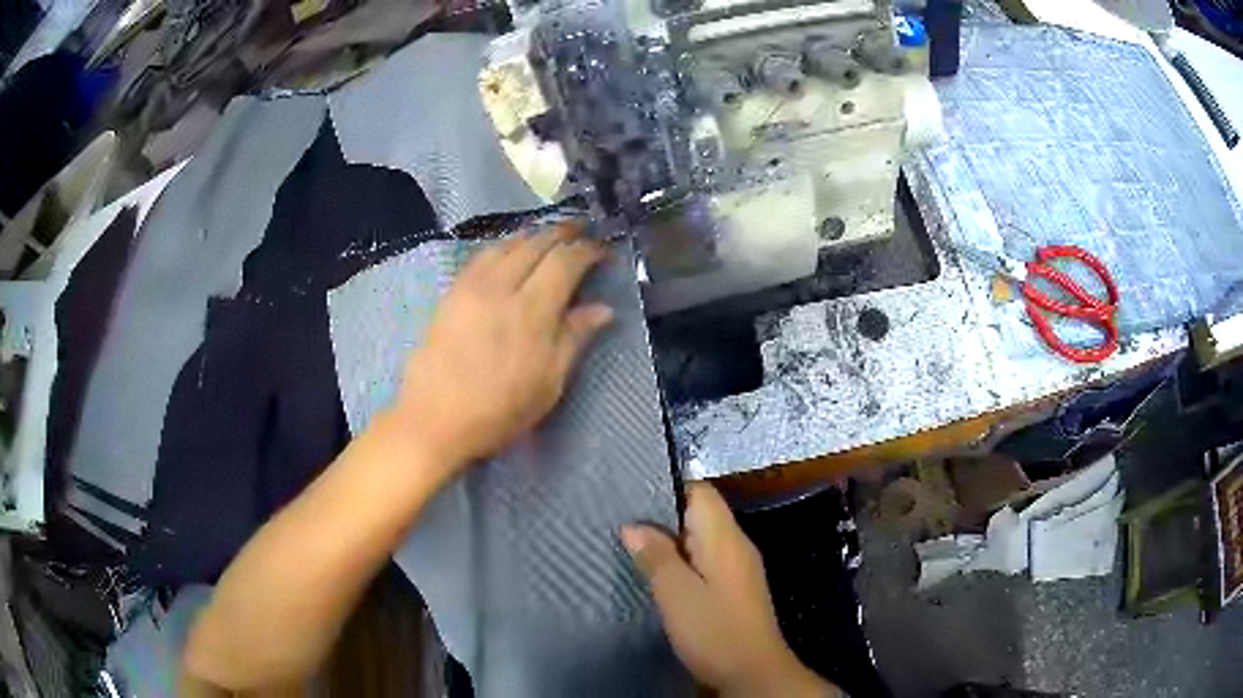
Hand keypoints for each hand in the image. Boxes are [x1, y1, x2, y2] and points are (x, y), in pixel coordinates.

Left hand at [393, 220, 611, 470]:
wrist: (435, 419)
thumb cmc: (499, 411)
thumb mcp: (548, 384)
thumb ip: (574, 338)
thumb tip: (603, 309)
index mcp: (532, 312)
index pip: (565, 261)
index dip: (588, 250)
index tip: (604, 251)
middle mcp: (502, 287)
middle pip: (537, 243)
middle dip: (563, 232)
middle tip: (582, 231)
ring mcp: (472, 286)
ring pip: (507, 243)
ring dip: (533, 235)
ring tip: (550, 238)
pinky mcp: (452, 292)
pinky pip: (482, 255)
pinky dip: (504, 246)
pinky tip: (510, 252)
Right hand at [622, 483, 838, 697]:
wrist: (752, 671)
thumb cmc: (713, 630)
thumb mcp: (676, 593)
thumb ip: (656, 555)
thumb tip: (633, 525)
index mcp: (725, 537)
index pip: (700, 491)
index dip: (667, 487)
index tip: (631, 493)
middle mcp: (736, 544)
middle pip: (700, 513)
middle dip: (663, 514)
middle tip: (621, 520)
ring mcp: (738, 567)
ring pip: (701, 538)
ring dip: (670, 539)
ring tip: (631, 543)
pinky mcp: (734, 587)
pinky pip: (705, 559)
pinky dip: (681, 559)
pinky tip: (658, 571)